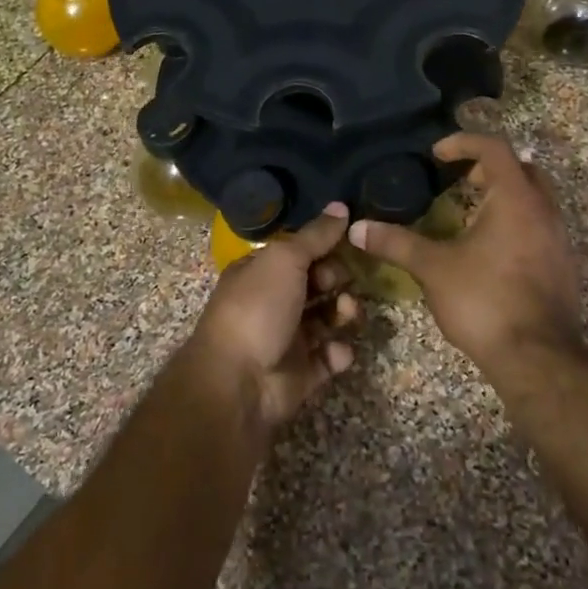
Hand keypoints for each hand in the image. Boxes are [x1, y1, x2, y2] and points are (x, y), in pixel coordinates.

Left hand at [190, 203, 360, 430]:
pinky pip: (329, 357)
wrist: (238, 382)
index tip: (349, 245)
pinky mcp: (302, 373)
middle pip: (316, 284)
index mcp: (261, 272)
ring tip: (348, 314)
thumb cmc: (258, 308)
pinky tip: (338, 351)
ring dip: (344, 313)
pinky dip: (338, 353)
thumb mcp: (285, 260)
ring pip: (327, 319)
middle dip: (337, 280)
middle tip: (345, 283)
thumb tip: (342, 206)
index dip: (324, 248)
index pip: (299, 253)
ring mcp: (287, 339)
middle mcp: (273, 302)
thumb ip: (315, 235)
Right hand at [349, 134, 580, 368]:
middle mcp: (544, 211)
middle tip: (459, 181)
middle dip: (489, 168)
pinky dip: (515, 224)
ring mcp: (559, 240)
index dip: (463, 143)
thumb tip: (357, 228)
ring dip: (504, 197)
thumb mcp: (433, 268)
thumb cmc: (484, 300)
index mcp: (515, 199)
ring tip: (469, 215)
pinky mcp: (562, 267)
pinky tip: (490, 251)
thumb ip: (396, 243)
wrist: (538, 358)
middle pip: (521, 169)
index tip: (437, 154)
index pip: (494, 148)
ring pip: (534, 200)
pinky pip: (539, 228)